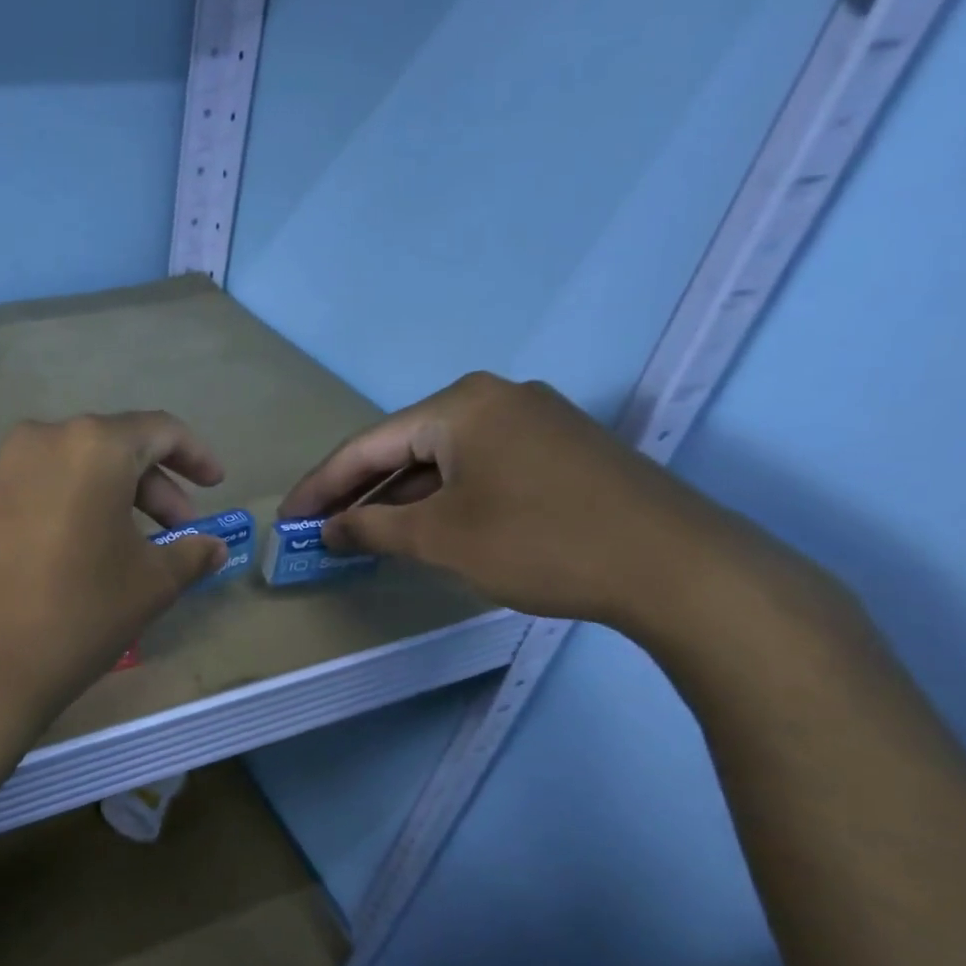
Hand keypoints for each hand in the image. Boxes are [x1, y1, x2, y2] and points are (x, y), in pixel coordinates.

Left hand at [0, 412, 229, 729]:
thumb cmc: (75, 614)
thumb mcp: (148, 585)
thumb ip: (190, 555)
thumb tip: (213, 547)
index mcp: (91, 445)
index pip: (159, 430)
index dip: (195, 455)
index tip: (216, 485)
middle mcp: (40, 439)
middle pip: (113, 448)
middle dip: (154, 488)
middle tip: (176, 534)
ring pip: (72, 470)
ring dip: (111, 500)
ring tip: (130, 550)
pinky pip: (37, 490)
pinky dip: (70, 509)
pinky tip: (78, 555)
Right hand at [279, 373, 740, 627]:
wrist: (677, 567)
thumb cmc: (540, 543)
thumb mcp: (440, 539)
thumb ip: (371, 529)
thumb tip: (327, 531)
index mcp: (460, 406)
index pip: (366, 445)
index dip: (320, 487)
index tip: (288, 520)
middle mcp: (494, 398)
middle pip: (402, 446)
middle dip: (358, 491)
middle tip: (320, 529)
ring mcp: (534, 420)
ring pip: (441, 458)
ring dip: (399, 496)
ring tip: (362, 533)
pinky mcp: (560, 449)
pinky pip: (478, 466)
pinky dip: (442, 496)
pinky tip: (424, 525)